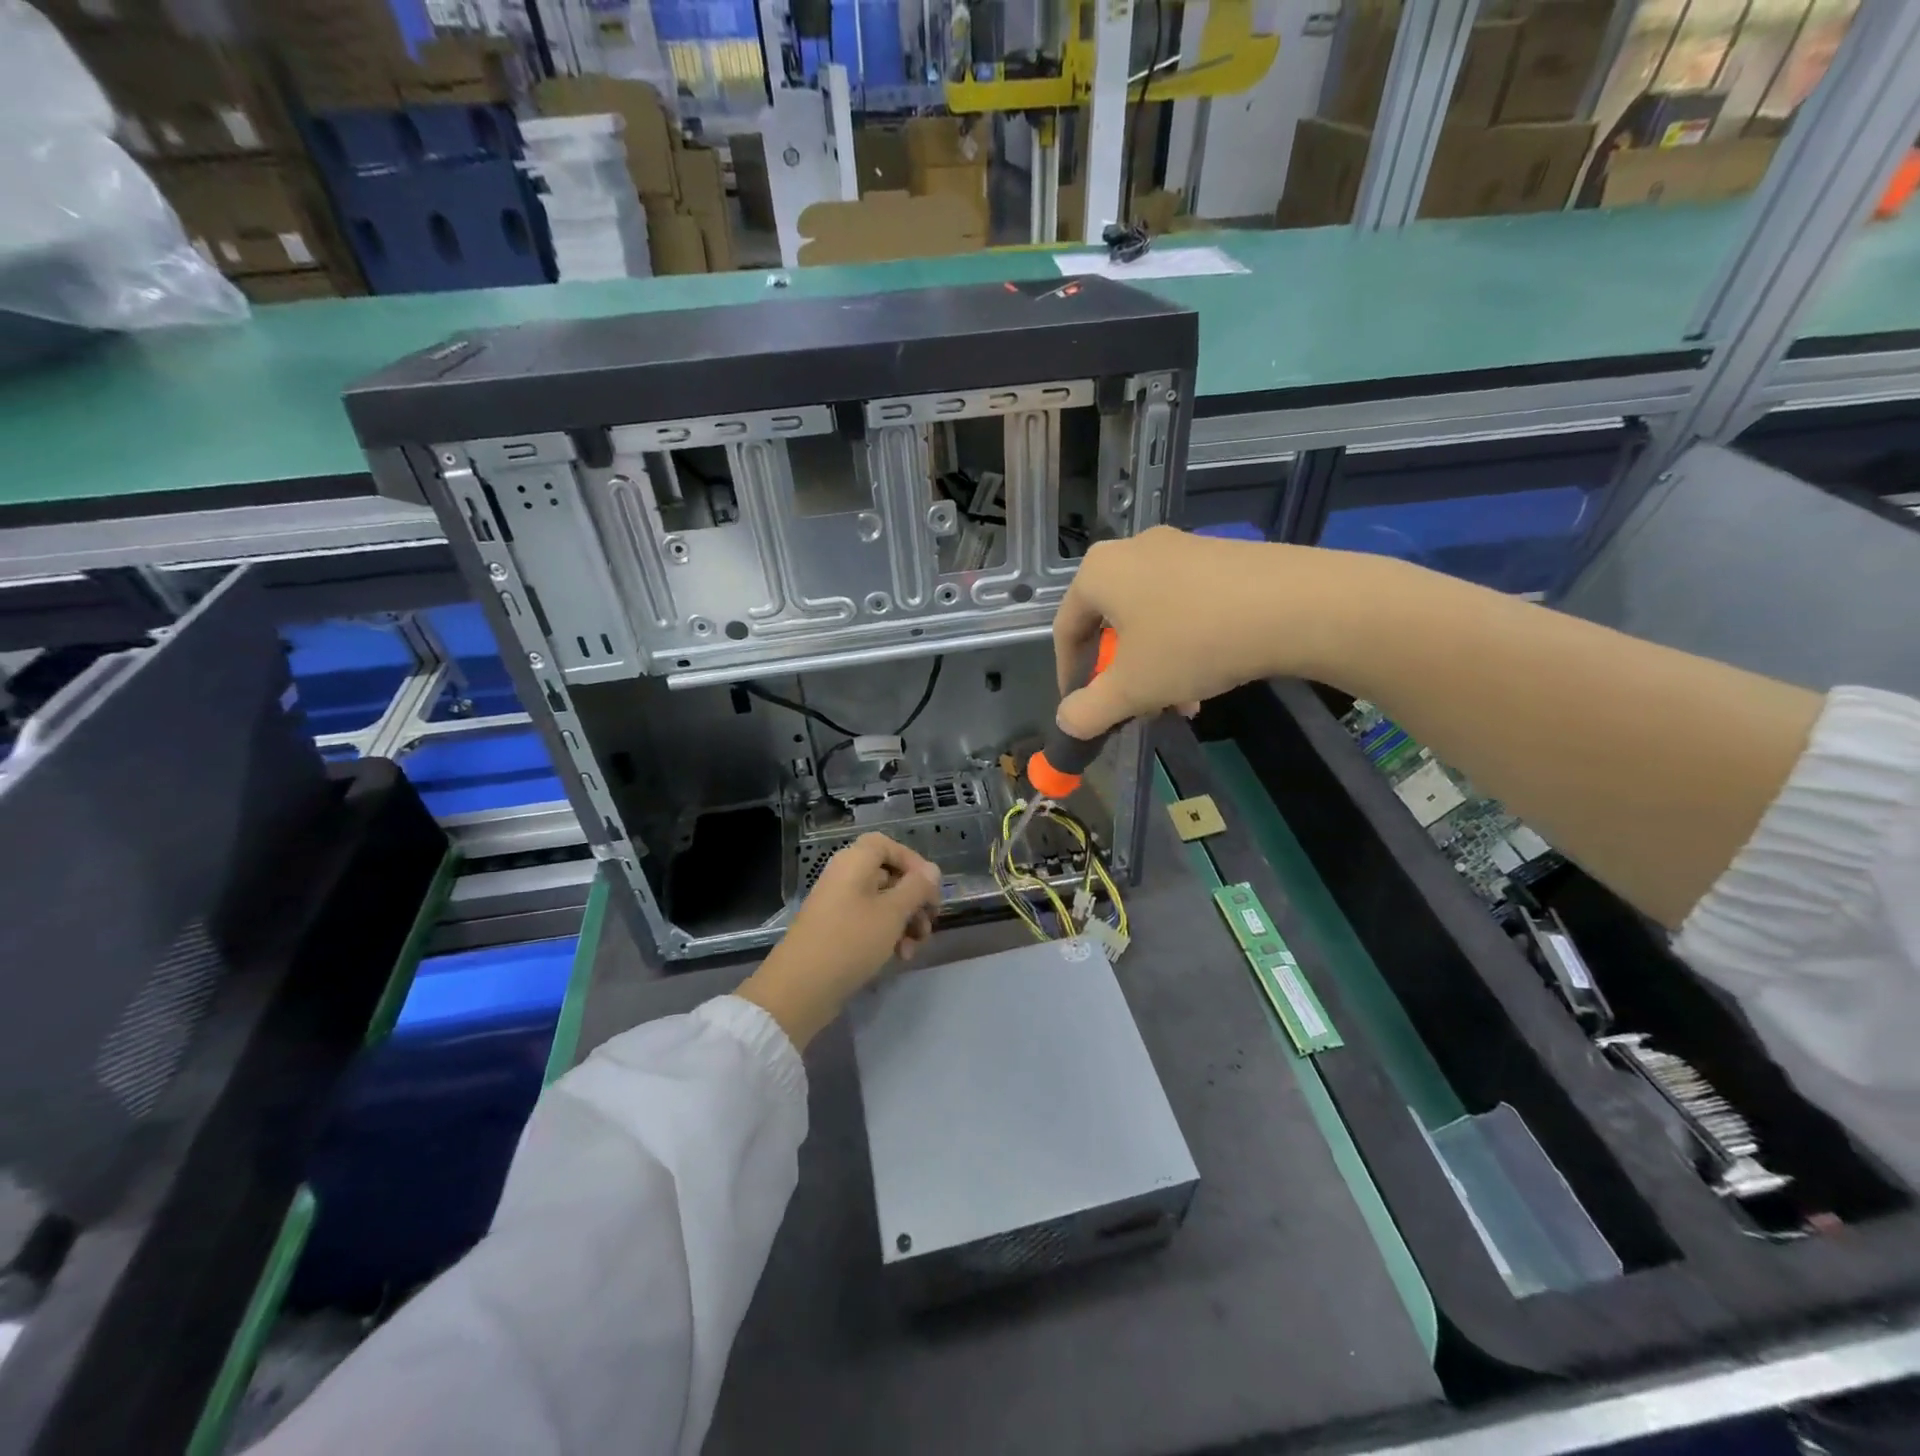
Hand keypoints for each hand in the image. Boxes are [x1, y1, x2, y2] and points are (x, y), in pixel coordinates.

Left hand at [736, 834, 942, 1048]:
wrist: (800, 988)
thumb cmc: (850, 941)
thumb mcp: (892, 913)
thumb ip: (917, 888)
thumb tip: (932, 870)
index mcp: (854, 862)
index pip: (888, 845)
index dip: (913, 862)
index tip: (931, 888)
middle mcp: (845, 877)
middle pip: (889, 876)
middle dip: (914, 900)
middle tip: (930, 924)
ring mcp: (839, 905)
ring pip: (883, 903)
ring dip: (905, 923)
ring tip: (913, 949)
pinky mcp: (836, 931)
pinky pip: (869, 923)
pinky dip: (888, 936)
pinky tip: (899, 957)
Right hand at [1052, 527, 1383, 737]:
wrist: (1296, 604)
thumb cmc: (1193, 643)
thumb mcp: (1132, 688)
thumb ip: (1088, 710)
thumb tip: (1067, 722)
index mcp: (1099, 572)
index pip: (1065, 630)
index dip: (1069, 676)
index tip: (1082, 710)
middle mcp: (1133, 550)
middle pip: (1111, 625)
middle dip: (1121, 676)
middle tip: (1136, 708)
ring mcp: (1181, 548)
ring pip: (1151, 619)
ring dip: (1156, 667)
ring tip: (1180, 703)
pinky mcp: (1221, 556)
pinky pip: (1186, 606)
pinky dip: (1186, 644)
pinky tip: (1211, 675)